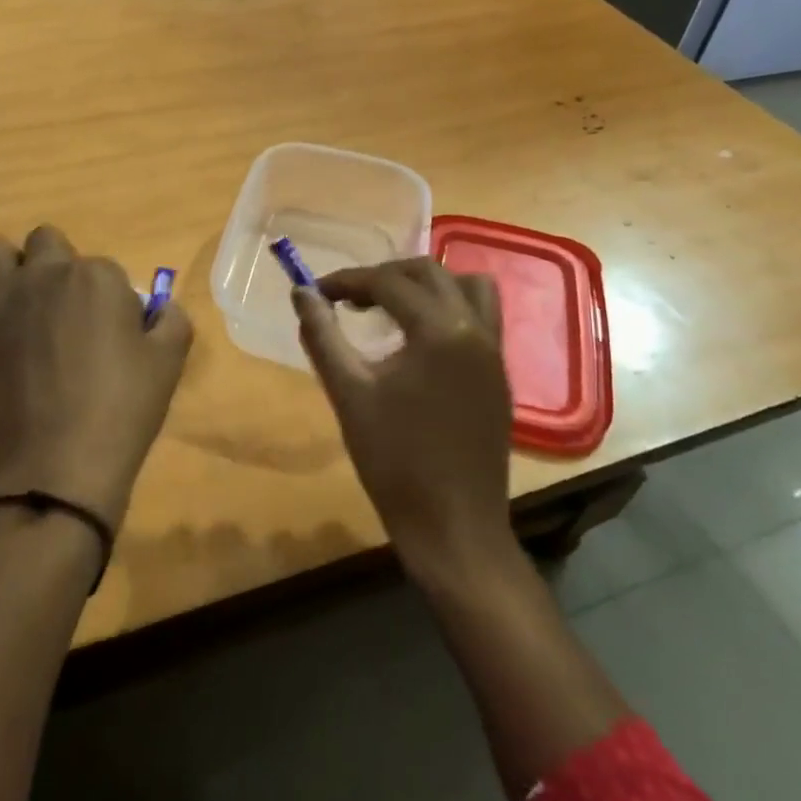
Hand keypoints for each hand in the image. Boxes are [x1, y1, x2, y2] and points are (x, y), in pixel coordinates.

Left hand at [0, 225, 193, 526]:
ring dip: (1, 263)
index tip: (108, 330)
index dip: (107, 298)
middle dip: (53, 263)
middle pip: (45, 240)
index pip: (103, 267)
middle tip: (61, 307)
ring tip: (12, 295)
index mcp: (98, 276)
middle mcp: (47, 273)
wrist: (61, 462)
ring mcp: (3, 298)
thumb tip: (159, 308)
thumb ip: (171, 320)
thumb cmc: (123, 409)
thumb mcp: (169, 362)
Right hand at [292, 259, 512, 580]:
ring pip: (465, 287)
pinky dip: (448, 308)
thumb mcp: (348, 393)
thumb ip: (322, 335)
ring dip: (425, 285)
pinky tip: (419, 339)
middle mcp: (475, 329)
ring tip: (390, 307)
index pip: (388, 282)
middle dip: (384, 276)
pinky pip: (480, 316)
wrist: (454, 528)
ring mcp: (494, 352)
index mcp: (440, 330)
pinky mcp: (499, 375)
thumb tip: (301, 292)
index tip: (317, 292)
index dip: (347, 281)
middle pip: (429, 272)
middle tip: (348, 299)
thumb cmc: (394, 461)